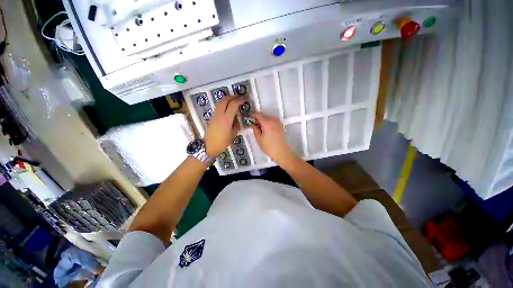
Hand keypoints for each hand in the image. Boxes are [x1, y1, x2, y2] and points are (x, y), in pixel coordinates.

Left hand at [204, 95, 244, 156]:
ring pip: (220, 102)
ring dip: (227, 98)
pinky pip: (218, 107)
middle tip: (239, 97)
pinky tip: (228, 107)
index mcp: (226, 119)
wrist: (209, 146)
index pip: (233, 105)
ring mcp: (215, 115)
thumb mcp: (233, 134)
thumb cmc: (223, 142)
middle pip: (225, 100)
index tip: (244, 100)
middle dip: (233, 96)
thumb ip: (236, 123)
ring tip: (234, 100)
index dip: (239, 100)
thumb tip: (236, 117)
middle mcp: (220, 114)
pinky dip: (224, 103)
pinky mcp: (212, 117)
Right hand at [251, 112, 296, 164]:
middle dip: (258, 120)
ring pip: (268, 119)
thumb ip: (255, 129)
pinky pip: (273, 122)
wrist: (282, 152)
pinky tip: (266, 131)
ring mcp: (278, 123)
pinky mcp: (281, 126)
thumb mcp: (259, 139)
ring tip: (260, 130)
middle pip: (264, 117)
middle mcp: (274, 121)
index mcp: (267, 123)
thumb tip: (254, 125)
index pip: (258, 115)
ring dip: (264, 122)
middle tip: (254, 126)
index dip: (252, 115)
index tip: (249, 116)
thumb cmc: (270, 147)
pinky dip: (268, 124)